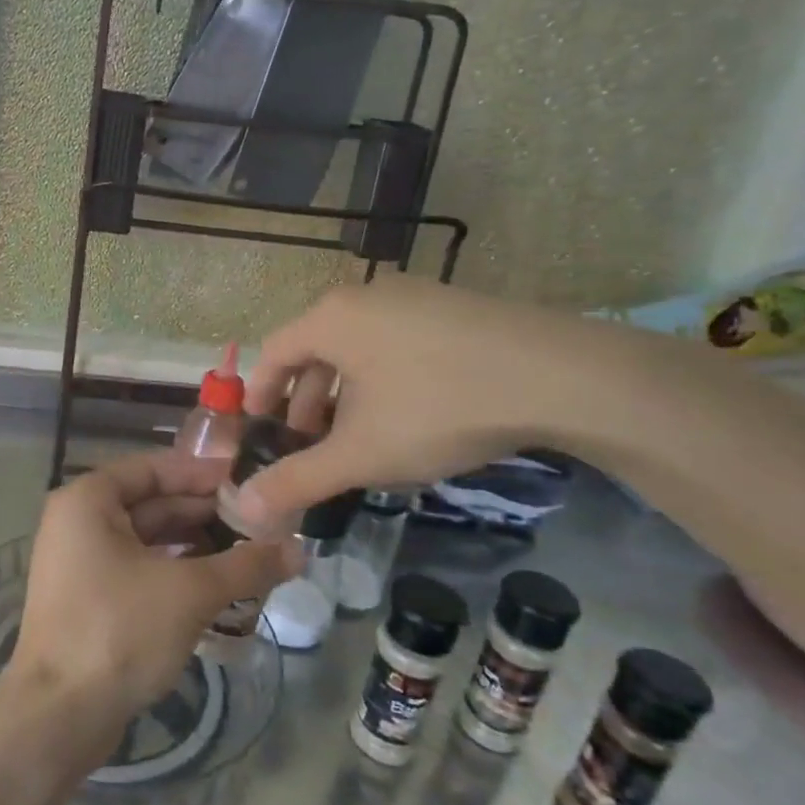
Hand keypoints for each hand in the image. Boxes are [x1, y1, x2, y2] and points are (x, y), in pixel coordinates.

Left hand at [7, 451, 295, 753]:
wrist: (59, 716)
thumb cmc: (119, 631)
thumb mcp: (190, 592)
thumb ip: (245, 565)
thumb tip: (299, 550)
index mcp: (89, 500)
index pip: (154, 468)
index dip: (202, 473)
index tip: (249, 479)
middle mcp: (79, 522)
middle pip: (152, 503)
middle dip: (206, 513)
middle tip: (262, 520)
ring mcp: (81, 563)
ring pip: (149, 541)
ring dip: (196, 545)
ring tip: (251, 552)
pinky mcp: (91, 600)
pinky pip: (140, 570)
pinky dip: (177, 572)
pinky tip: (220, 585)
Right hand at [239, 277, 613, 523]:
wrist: (560, 377)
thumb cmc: (438, 408)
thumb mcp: (360, 453)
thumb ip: (298, 480)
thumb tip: (244, 509)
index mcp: (331, 318)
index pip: (273, 352)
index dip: (259, 395)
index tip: (259, 431)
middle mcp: (366, 296)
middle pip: (316, 349)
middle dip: (306, 402)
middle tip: (309, 445)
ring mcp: (415, 296)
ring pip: (358, 348)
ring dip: (346, 393)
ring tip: (358, 436)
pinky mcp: (454, 308)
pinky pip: (397, 342)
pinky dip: (384, 379)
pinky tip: (409, 415)